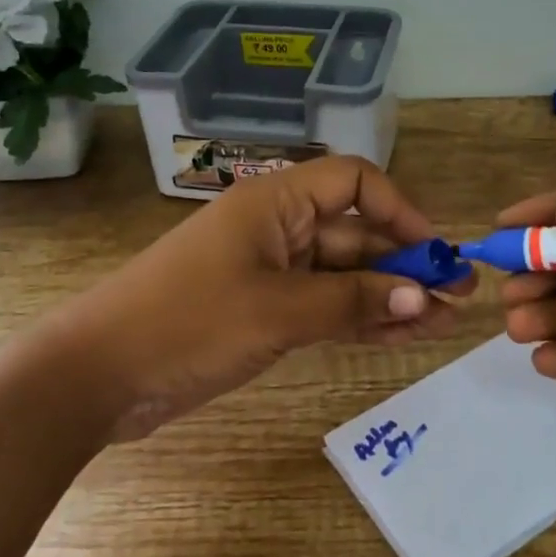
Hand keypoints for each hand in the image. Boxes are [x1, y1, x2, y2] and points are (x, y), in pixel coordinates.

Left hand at [55, 156, 472, 441]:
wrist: (97, 373)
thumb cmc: (187, 322)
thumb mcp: (277, 310)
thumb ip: (352, 301)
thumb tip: (421, 297)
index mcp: (276, 202)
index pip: (354, 183)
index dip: (400, 210)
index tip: (435, 250)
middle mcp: (277, 228)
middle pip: (354, 234)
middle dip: (404, 263)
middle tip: (458, 299)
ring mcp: (268, 272)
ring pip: (342, 275)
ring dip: (388, 295)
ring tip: (441, 323)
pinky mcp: (260, 311)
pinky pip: (322, 306)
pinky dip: (358, 318)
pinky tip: (400, 336)